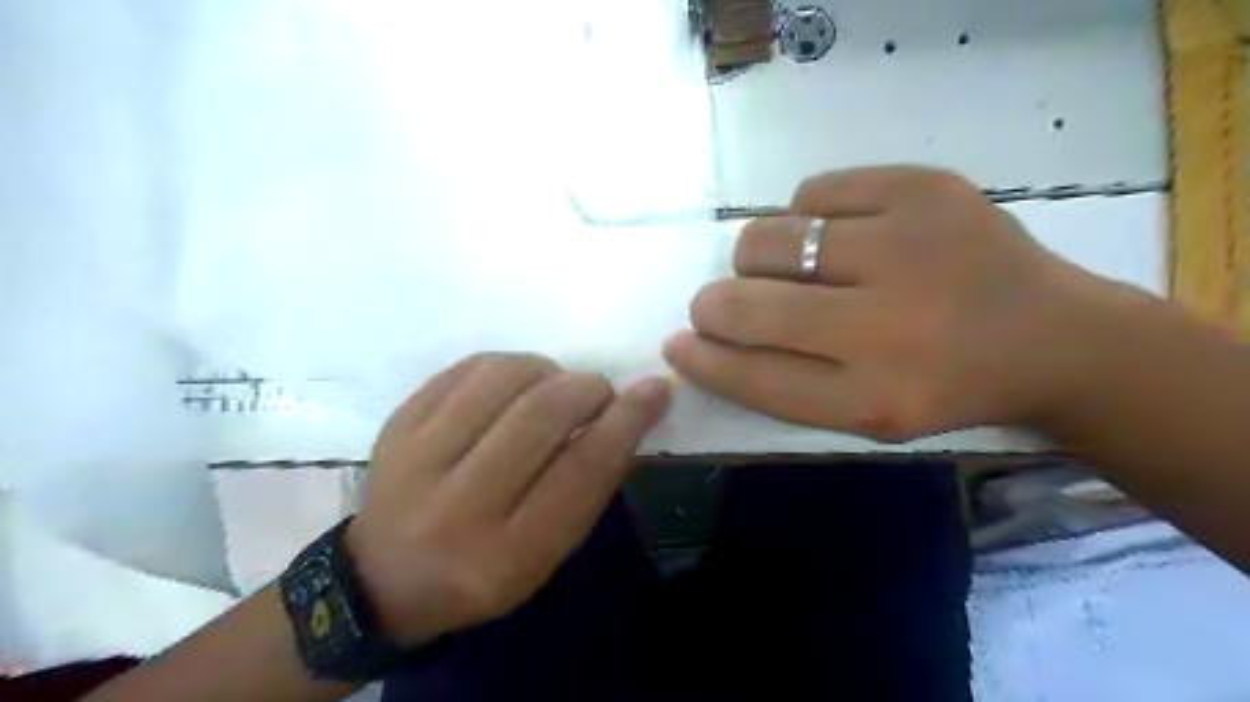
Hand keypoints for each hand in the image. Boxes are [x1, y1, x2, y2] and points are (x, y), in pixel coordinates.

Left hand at [339, 354, 673, 644]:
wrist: (383, 578)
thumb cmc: (482, 572)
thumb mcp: (547, 554)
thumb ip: (589, 487)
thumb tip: (629, 414)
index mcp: (506, 554)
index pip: (581, 471)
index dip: (626, 422)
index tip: (654, 390)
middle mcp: (458, 506)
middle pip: (541, 415)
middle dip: (587, 388)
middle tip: (600, 392)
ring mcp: (416, 459)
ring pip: (503, 379)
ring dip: (548, 370)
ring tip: (555, 385)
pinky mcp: (397, 424)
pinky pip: (467, 367)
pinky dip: (508, 365)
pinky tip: (516, 382)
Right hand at [663, 165, 1124, 438]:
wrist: (1052, 336)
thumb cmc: (941, 385)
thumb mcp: (864, 414)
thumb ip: (780, 382)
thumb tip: (697, 337)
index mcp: (874, 399)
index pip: (751, 376)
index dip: (702, 359)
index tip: (678, 344)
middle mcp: (888, 327)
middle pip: (747, 304)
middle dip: (715, 305)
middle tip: (724, 303)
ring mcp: (910, 246)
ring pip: (769, 238)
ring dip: (758, 257)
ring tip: (793, 268)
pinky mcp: (925, 188)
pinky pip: (813, 191)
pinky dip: (807, 214)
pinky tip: (839, 233)